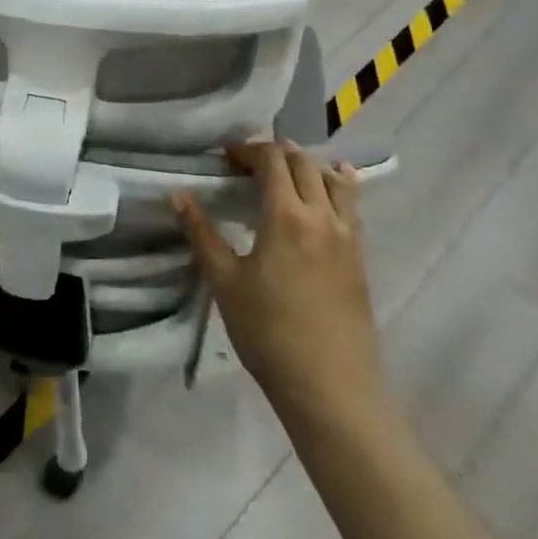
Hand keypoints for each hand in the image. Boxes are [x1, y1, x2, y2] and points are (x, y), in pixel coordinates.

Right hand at [174, 141, 385, 420]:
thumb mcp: (225, 282)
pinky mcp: (360, 257)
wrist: (331, 389)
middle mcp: (322, 215)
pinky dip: (337, 185)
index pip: (272, 159)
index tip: (225, 158)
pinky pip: (351, 205)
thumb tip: (178, 195)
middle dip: (275, 153)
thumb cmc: (269, 333)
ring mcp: (347, 236)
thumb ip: (201, 234)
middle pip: (303, 162)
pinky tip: (329, 190)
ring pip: (333, 179)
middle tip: (247, 166)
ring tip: (286, 174)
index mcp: (287, 215)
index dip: (247, 149)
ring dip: (307, 165)